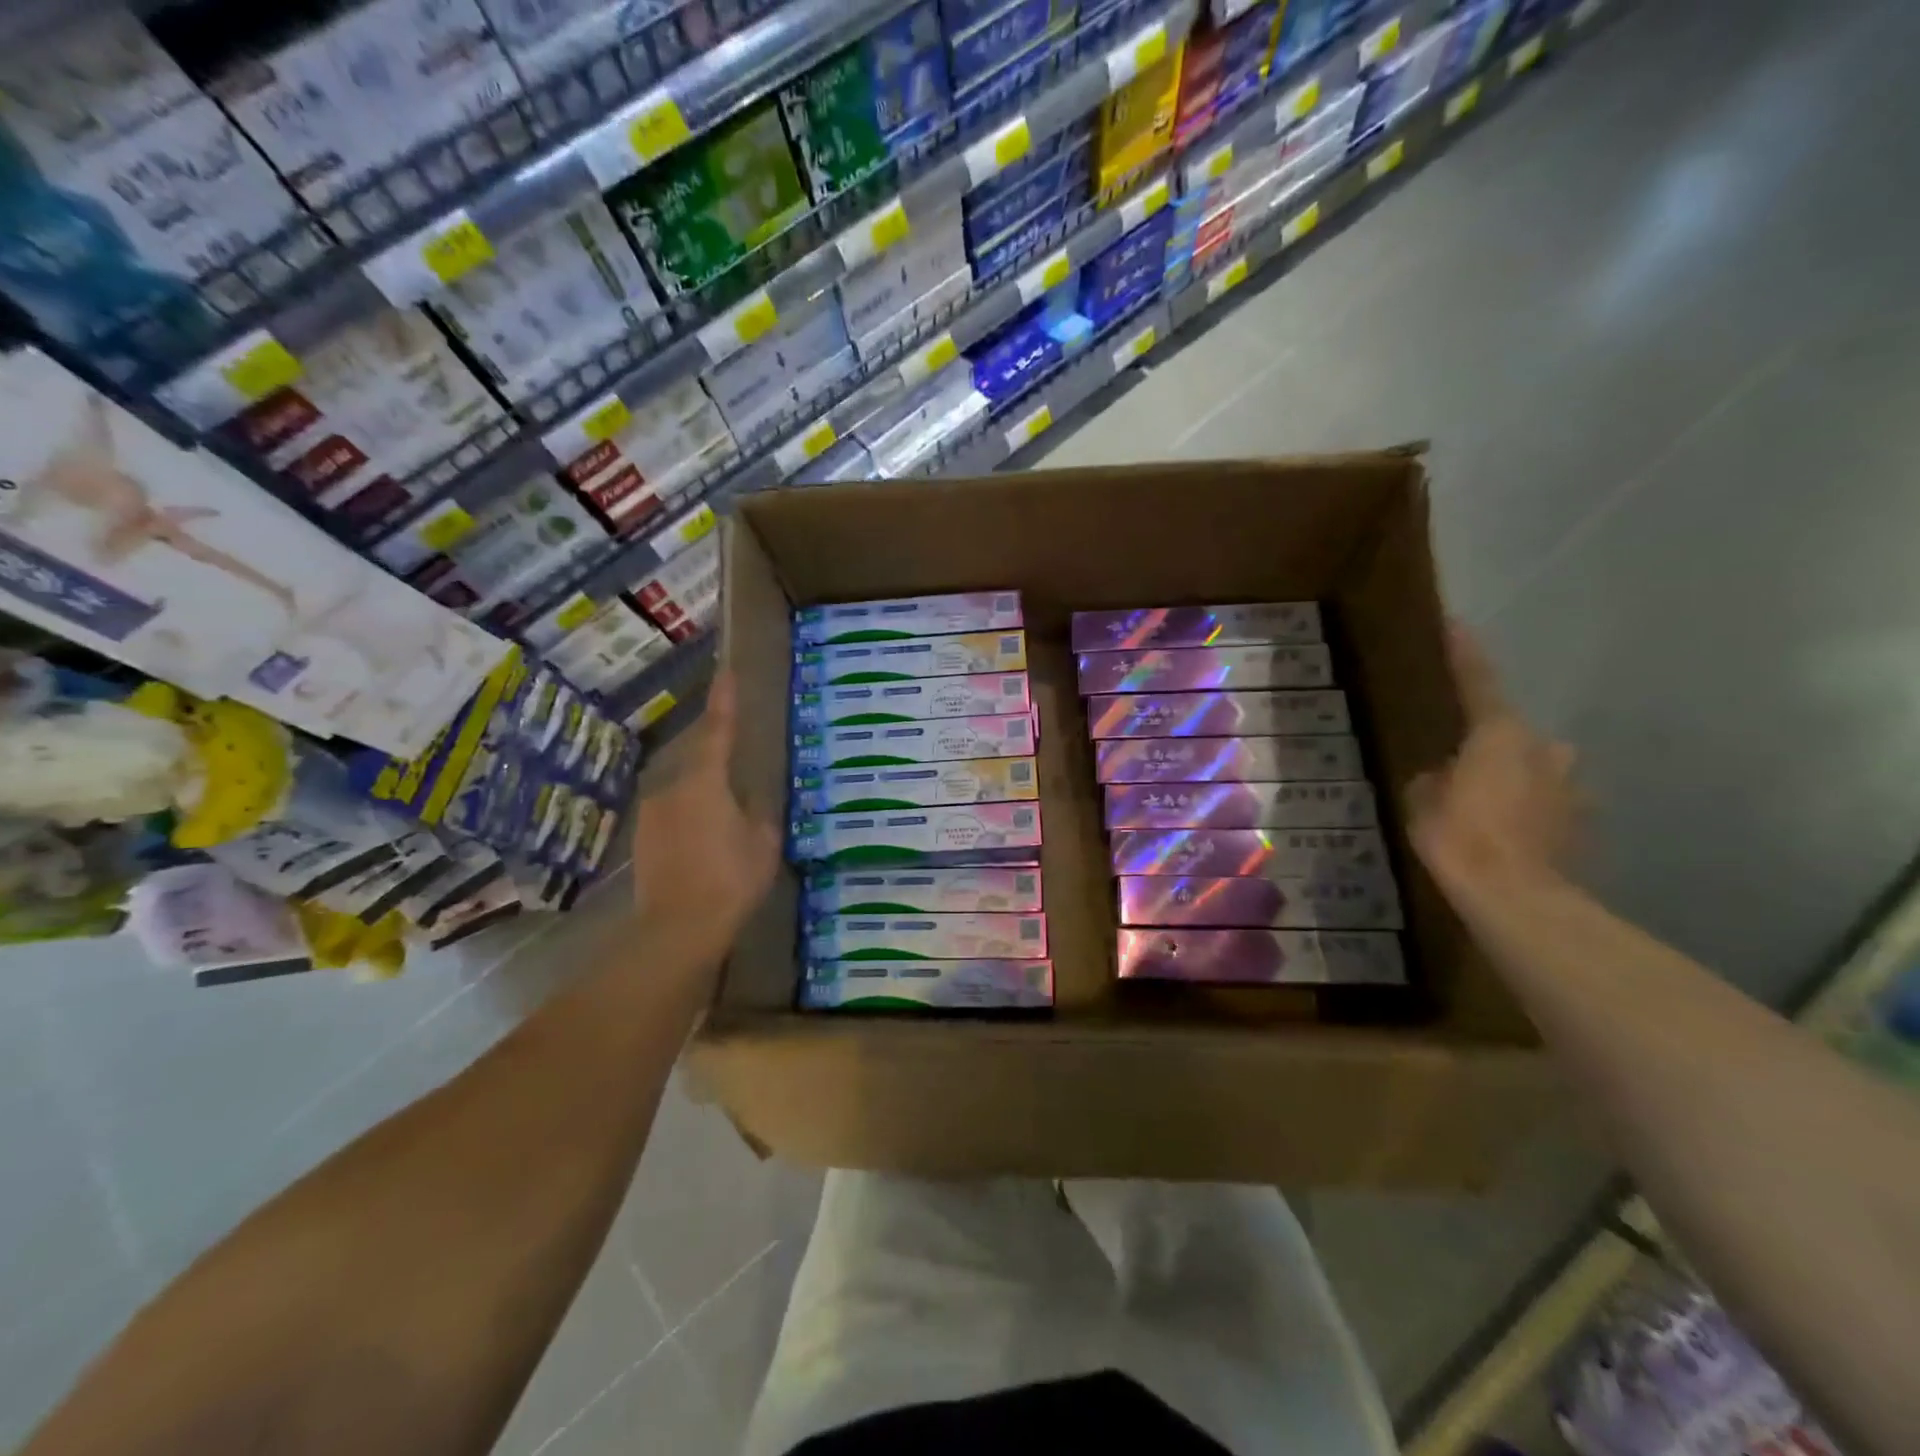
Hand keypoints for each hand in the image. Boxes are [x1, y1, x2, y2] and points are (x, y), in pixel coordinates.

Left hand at [630, 670, 779, 968]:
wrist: (677, 928)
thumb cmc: (730, 880)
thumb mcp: (762, 844)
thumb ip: (759, 814)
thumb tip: (753, 801)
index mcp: (705, 781)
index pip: (718, 730)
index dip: (725, 700)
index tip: (727, 672)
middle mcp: (672, 786)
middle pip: (697, 754)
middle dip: (715, 745)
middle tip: (736, 742)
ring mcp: (653, 811)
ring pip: (683, 782)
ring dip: (703, 782)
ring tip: (726, 797)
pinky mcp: (644, 835)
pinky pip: (673, 807)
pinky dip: (691, 808)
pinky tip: (707, 829)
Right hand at [1407, 626, 1582, 897]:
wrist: (1518, 899)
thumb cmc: (1460, 837)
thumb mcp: (1422, 802)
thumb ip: (1433, 779)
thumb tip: (1445, 776)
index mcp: (1502, 734)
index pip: (1478, 682)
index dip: (1465, 654)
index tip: (1457, 624)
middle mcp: (1548, 750)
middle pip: (1513, 735)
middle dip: (1491, 746)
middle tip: (1461, 769)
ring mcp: (1574, 788)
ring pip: (1536, 771)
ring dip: (1513, 781)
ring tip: (1485, 810)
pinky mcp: (1584, 824)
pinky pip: (1548, 805)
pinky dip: (1529, 813)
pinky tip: (1507, 838)